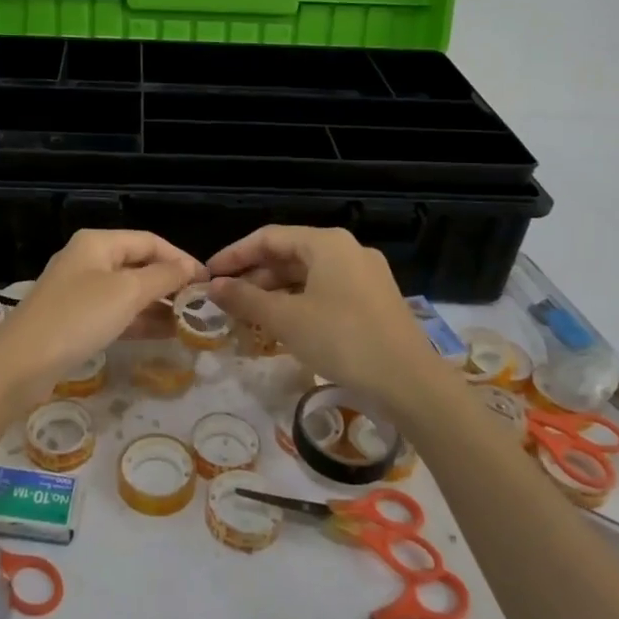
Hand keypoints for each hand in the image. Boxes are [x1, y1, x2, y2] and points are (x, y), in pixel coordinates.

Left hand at [0, 230, 204, 404]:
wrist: (22, 363)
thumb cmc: (78, 317)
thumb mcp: (127, 292)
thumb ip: (163, 277)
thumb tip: (190, 268)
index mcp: (97, 242)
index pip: (149, 241)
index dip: (180, 258)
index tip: (206, 281)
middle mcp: (88, 260)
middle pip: (138, 264)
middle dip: (170, 283)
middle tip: (201, 305)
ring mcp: (79, 291)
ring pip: (128, 291)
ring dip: (158, 304)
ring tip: (190, 323)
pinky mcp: (75, 320)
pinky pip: (115, 313)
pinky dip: (139, 320)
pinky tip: (164, 334)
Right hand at [207, 226, 441, 411]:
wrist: (410, 382)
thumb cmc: (342, 339)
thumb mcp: (286, 319)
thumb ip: (245, 299)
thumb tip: (213, 287)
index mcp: (326, 243)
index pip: (268, 237)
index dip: (234, 255)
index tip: (209, 275)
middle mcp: (348, 249)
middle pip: (289, 254)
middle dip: (254, 275)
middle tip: (226, 298)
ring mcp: (365, 274)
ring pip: (308, 274)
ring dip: (275, 291)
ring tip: (249, 314)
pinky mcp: (375, 299)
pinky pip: (326, 290)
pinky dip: (300, 302)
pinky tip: (284, 324)